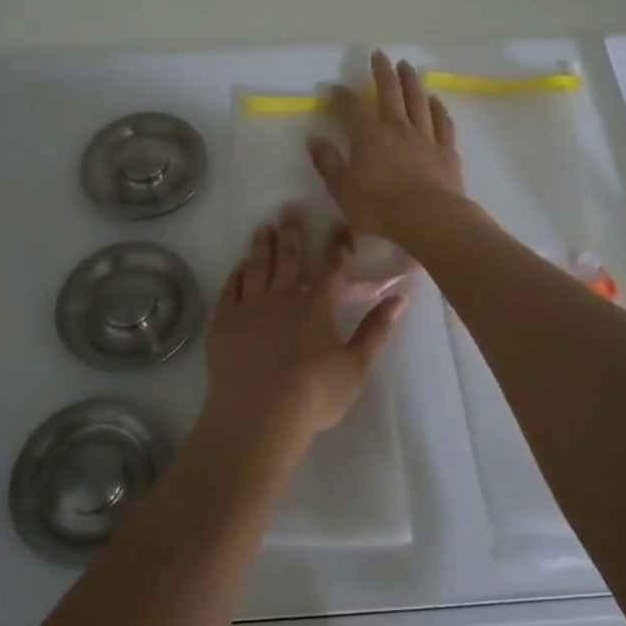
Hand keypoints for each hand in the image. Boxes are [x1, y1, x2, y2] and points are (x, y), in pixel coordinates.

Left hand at [201, 204, 405, 450]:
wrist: (257, 417)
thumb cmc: (313, 395)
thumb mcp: (355, 366)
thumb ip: (376, 330)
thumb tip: (400, 298)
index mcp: (317, 305)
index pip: (332, 267)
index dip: (338, 245)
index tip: (341, 224)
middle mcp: (283, 296)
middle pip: (289, 257)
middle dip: (292, 231)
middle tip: (289, 208)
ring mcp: (250, 307)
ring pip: (257, 266)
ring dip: (262, 245)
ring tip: (262, 227)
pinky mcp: (225, 321)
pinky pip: (231, 289)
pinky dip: (236, 274)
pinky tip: (239, 267)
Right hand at [308, 51, 465, 243]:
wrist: (428, 217)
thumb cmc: (378, 206)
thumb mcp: (342, 188)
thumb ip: (327, 161)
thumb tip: (314, 138)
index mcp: (368, 136)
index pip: (352, 108)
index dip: (343, 96)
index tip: (336, 87)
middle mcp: (397, 128)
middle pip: (390, 92)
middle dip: (382, 72)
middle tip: (379, 54)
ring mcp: (425, 136)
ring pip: (417, 100)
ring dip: (411, 81)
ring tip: (406, 66)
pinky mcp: (446, 150)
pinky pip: (442, 123)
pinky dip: (438, 108)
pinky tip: (435, 100)